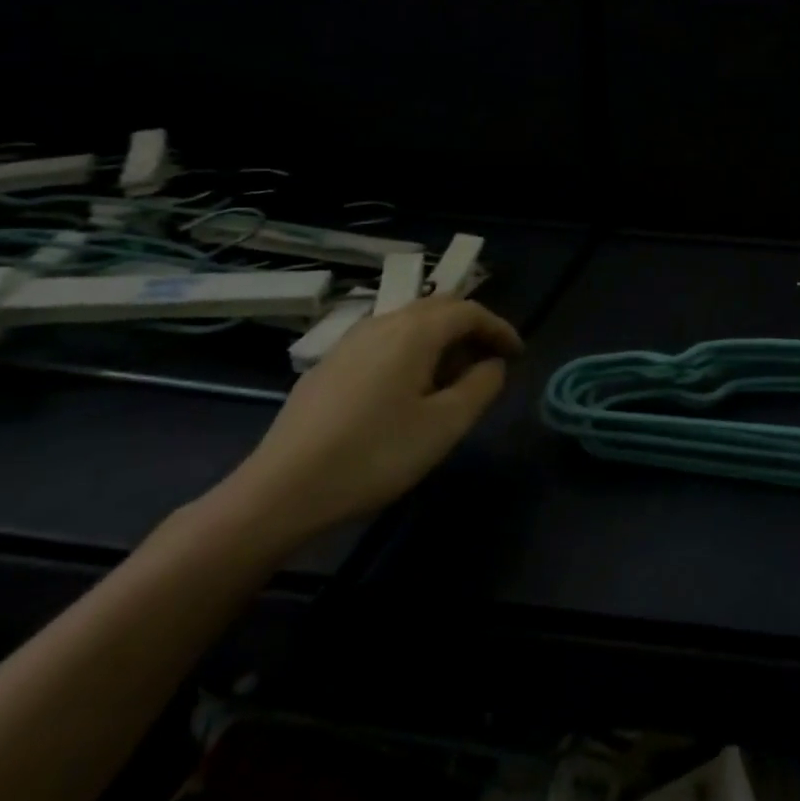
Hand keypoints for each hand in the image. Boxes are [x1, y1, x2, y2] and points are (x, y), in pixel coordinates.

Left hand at [212, 294, 522, 547]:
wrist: (281, 491)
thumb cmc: (375, 455)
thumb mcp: (446, 425)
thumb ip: (481, 386)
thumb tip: (493, 364)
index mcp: (414, 332)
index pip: (469, 311)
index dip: (500, 327)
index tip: (518, 354)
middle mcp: (381, 324)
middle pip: (438, 309)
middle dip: (471, 329)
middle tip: (490, 361)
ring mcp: (349, 343)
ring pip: (408, 324)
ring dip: (440, 340)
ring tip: (453, 377)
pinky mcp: (328, 367)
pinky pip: (383, 342)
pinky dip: (411, 352)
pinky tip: (408, 390)